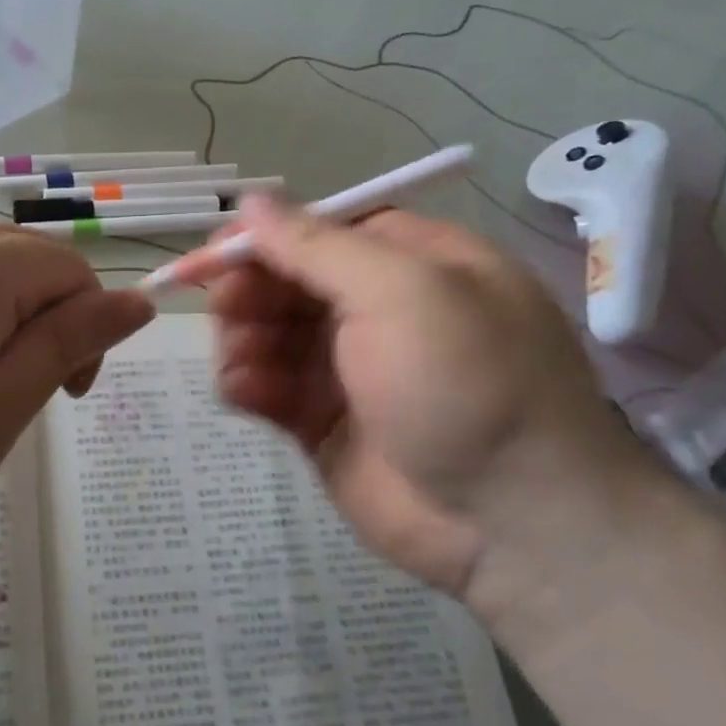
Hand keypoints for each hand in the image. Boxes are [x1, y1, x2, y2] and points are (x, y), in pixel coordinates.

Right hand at [169, 198, 669, 624]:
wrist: (514, 524)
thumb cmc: (467, 385)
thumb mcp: (401, 293)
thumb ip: (317, 245)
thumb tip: (253, 200)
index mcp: (408, 262)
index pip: (317, 229)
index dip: (261, 237)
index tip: (211, 254)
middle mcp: (375, 309)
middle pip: (285, 280)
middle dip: (247, 290)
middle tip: (227, 312)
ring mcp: (347, 368)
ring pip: (266, 332)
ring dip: (240, 338)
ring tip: (239, 361)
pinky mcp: (322, 422)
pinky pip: (266, 387)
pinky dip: (245, 383)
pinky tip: (243, 393)